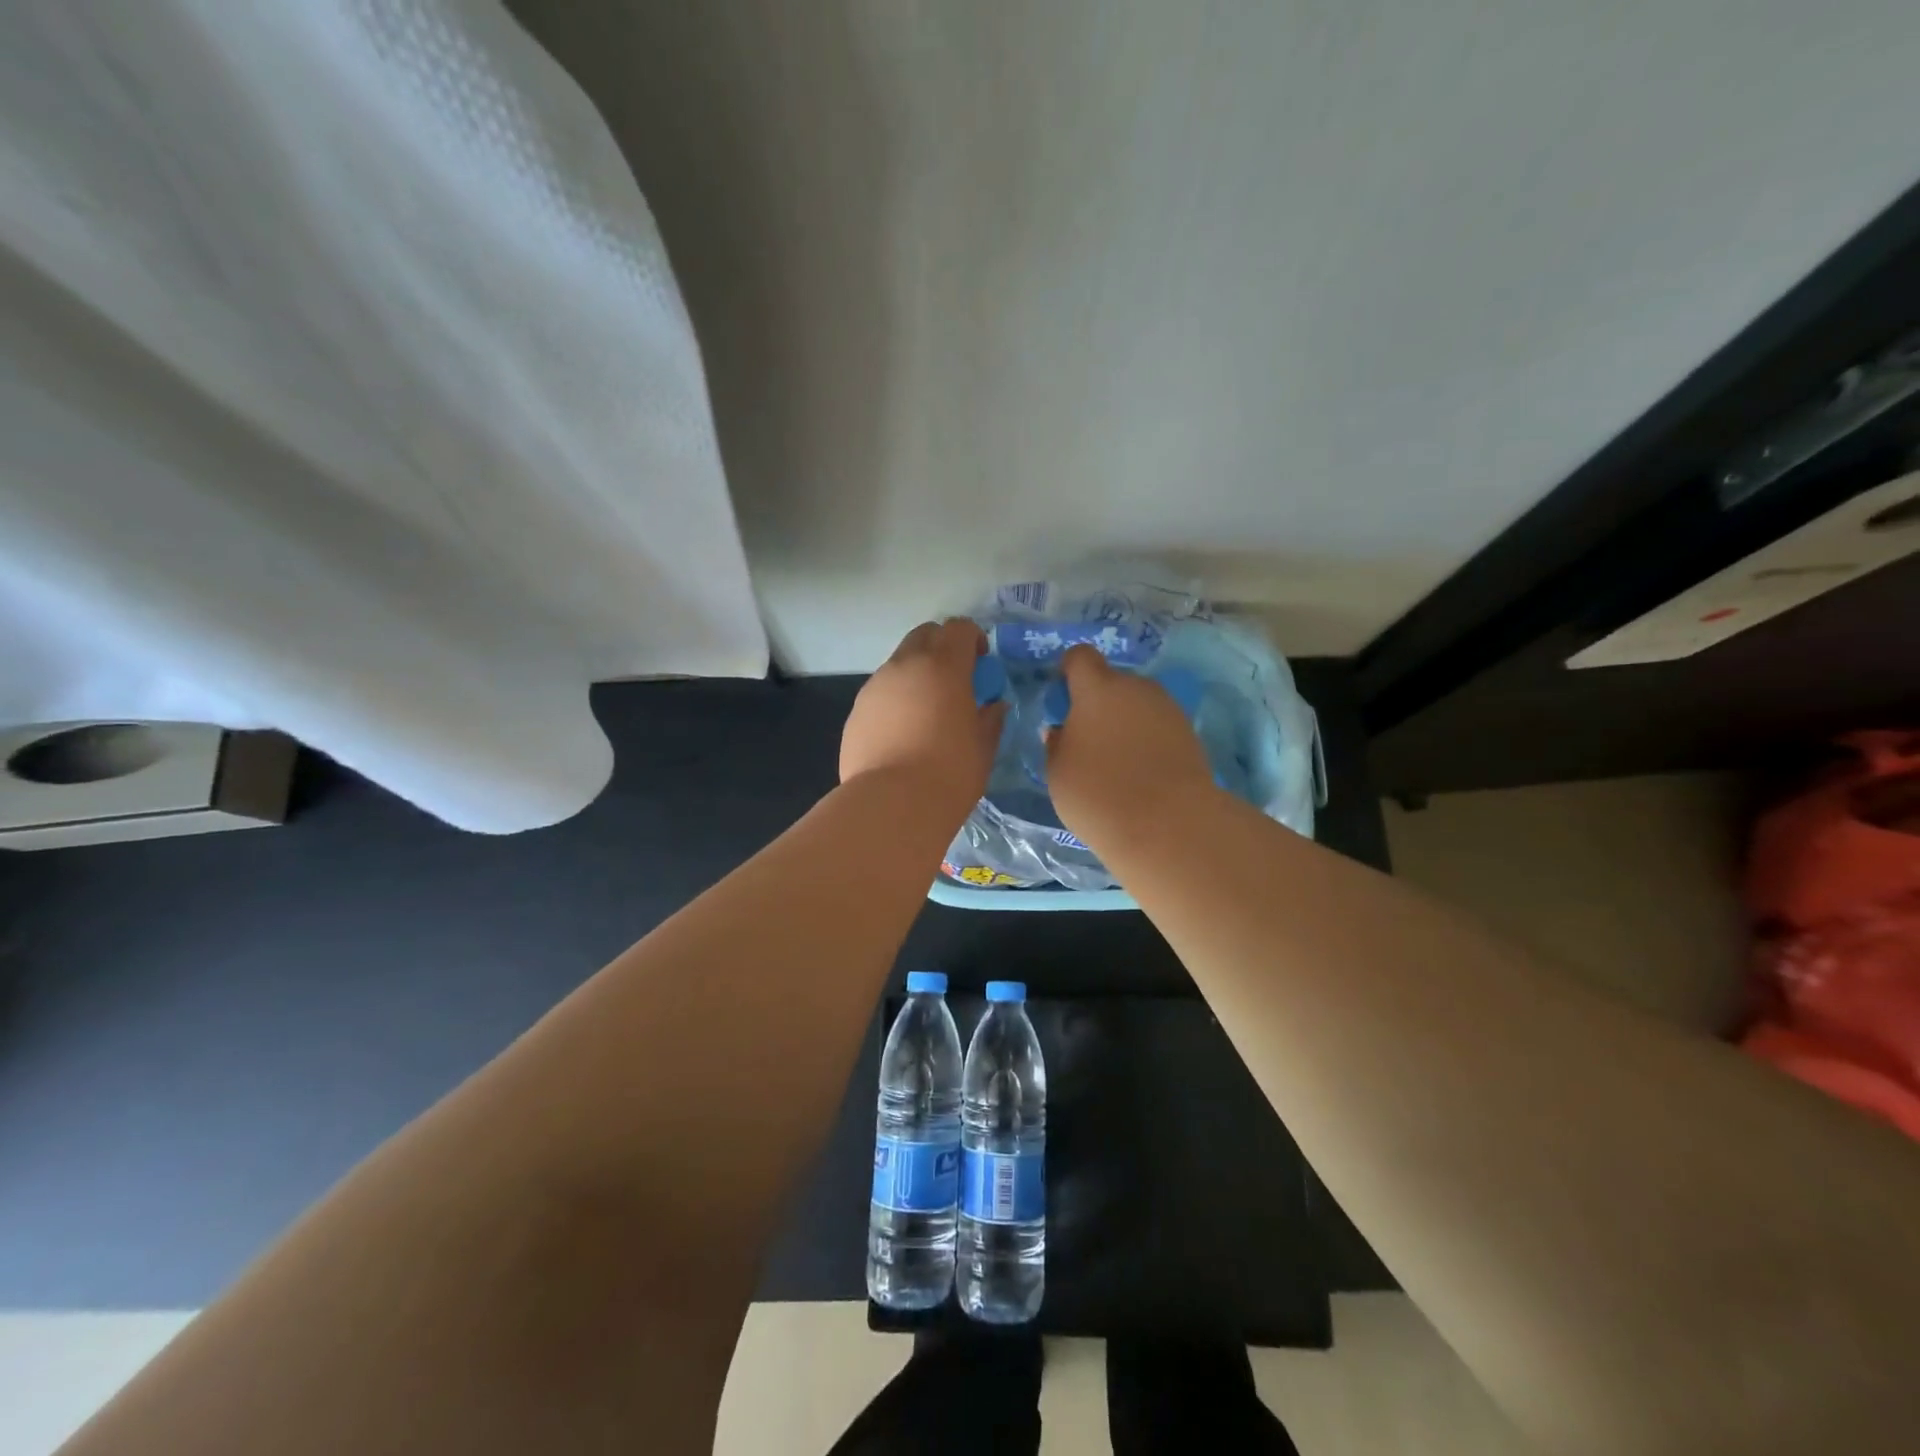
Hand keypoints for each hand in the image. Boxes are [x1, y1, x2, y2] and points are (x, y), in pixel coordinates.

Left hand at [841, 619, 1005, 812]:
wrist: (892, 804)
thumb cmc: (950, 773)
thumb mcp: (983, 747)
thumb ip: (990, 719)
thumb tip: (993, 706)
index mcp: (943, 667)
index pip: (959, 628)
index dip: (972, 638)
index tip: (981, 663)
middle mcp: (905, 666)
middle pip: (924, 635)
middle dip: (941, 647)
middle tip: (954, 679)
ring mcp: (875, 687)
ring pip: (898, 664)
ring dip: (916, 675)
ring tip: (926, 712)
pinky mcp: (856, 712)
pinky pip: (880, 694)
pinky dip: (895, 701)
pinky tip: (902, 735)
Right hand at [1044, 645, 1214, 843]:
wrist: (1168, 825)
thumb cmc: (1098, 794)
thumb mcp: (1058, 773)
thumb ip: (1057, 744)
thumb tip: (1063, 730)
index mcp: (1098, 689)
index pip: (1080, 657)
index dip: (1069, 671)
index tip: (1063, 699)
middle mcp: (1136, 688)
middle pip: (1112, 683)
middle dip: (1099, 703)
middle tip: (1088, 741)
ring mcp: (1168, 709)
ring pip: (1137, 705)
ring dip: (1125, 722)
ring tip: (1117, 763)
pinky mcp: (1190, 733)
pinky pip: (1158, 727)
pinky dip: (1147, 741)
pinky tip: (1142, 774)